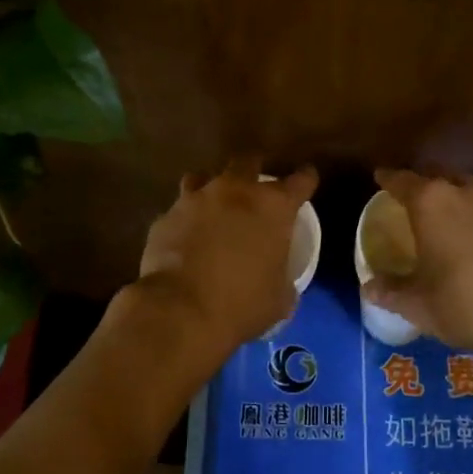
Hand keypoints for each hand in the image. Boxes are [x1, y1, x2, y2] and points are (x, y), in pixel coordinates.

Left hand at [131, 159, 318, 361]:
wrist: (181, 311)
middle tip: (255, 188)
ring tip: (213, 207)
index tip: (307, 180)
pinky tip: (184, 238)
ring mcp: (196, 199)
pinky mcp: (166, 217)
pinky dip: (185, 220)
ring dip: (212, 189)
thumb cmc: (242, 304)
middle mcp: (235, 191)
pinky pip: (178, 210)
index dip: (306, 179)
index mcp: (273, 207)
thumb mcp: (280, 298)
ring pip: (204, 177)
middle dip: (254, 170)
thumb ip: (283, 278)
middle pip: (248, 162)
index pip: (300, 180)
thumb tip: (280, 281)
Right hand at [362, 169, 472, 362]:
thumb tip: (369, 288)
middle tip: (415, 199)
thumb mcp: (417, 303)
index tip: (381, 177)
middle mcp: (465, 190)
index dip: (389, 179)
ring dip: (457, 196)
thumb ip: (390, 290)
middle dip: (425, 183)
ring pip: (470, 187)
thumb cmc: (462, 304)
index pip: (402, 180)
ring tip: (452, 215)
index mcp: (431, 202)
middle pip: (438, 176)